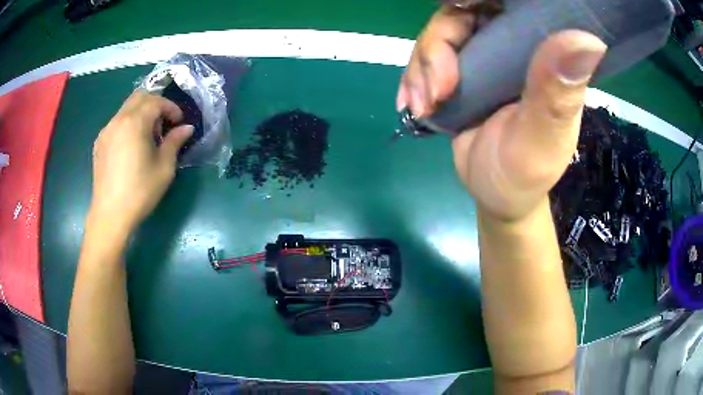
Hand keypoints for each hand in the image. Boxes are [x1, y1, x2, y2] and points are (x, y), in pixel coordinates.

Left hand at [90, 91, 192, 231]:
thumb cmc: (140, 192)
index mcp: (134, 123)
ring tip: (148, 137)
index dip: (171, 108)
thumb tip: (187, 128)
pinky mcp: (99, 143)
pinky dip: (128, 124)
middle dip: (155, 104)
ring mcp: (106, 131)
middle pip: (139, 97)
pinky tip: (132, 146)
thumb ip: (174, 142)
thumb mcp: (164, 168)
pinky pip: (117, 123)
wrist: (110, 215)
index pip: (156, 101)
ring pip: (126, 108)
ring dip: (141, 113)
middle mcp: (118, 120)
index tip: (179, 122)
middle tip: (164, 124)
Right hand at [397, 7, 606, 222]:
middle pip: (465, 14)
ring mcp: (486, 55)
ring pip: (441, 33)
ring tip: (424, 107)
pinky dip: (414, 76)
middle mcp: (515, 46)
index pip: (515, 6)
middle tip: (436, 90)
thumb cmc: (525, 174)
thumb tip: (589, 39)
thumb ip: (558, 95)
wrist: (497, 194)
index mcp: (546, 54)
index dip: (482, 1)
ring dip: (421, 66)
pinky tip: (412, 104)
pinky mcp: (462, 69)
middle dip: (438, 45)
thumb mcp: (543, 140)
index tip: (459, 11)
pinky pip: (428, 55)